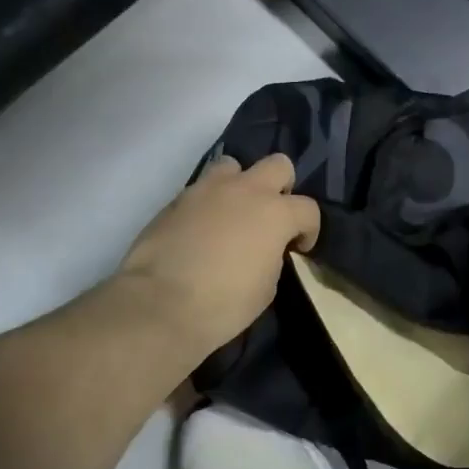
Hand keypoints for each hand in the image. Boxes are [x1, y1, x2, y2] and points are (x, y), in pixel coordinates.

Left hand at [115, 154, 319, 356]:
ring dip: (239, 185)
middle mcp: (245, 190)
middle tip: (270, 216)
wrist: (159, 304)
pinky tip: (201, 230)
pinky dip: (208, 203)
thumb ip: (272, 256)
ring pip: (233, 166)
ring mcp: (208, 189)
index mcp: (275, 213)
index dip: (309, 229)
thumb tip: (264, 248)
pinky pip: (201, 189)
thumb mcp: (266, 287)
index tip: (298, 248)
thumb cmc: (224, 304)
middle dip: (281, 187)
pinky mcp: (177, 199)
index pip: (308, 209)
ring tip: (232, 213)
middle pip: (278, 164)